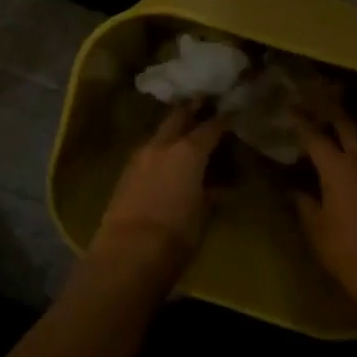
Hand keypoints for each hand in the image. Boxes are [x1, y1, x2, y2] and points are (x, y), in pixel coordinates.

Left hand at [91, 103, 226, 279]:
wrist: (127, 253)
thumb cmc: (176, 234)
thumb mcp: (203, 214)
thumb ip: (211, 193)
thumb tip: (219, 186)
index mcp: (188, 151)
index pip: (210, 127)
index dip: (223, 119)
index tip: (232, 113)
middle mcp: (162, 145)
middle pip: (178, 117)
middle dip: (192, 109)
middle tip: (204, 103)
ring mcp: (139, 157)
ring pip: (159, 133)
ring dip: (172, 130)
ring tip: (185, 134)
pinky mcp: (125, 173)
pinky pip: (147, 152)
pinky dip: (159, 150)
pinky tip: (165, 159)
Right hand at [294, 103, 356, 309]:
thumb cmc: (347, 252)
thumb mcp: (316, 228)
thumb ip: (303, 202)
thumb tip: (293, 188)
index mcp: (337, 166)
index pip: (314, 134)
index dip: (299, 120)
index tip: (288, 110)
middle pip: (344, 124)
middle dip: (328, 113)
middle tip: (312, 107)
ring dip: (347, 128)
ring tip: (332, 129)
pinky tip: (354, 156)